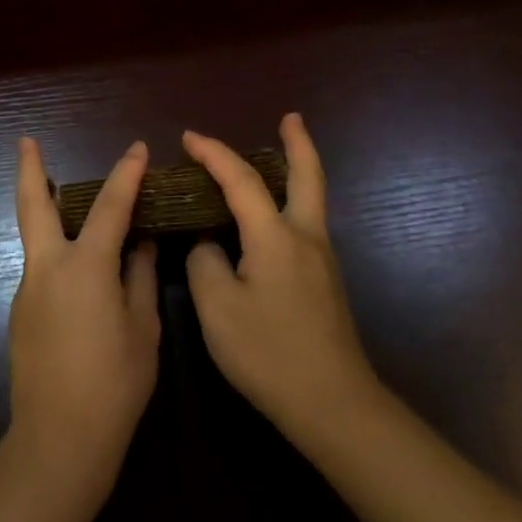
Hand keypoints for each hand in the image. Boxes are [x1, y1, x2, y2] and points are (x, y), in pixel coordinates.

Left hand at [6, 138, 161, 509]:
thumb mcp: (143, 328)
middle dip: (29, 168)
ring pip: (35, 237)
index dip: (126, 174)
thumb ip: (141, 277)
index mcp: (85, 266)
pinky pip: (41, 268)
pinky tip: (80, 272)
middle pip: (33, 205)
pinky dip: (57, 253)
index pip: (109, 206)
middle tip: (26, 140)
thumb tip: (143, 244)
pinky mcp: (21, 312)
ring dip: (45, 211)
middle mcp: (48, 267)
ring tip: (66, 200)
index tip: (137, 149)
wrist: (59, 438)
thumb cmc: (114, 383)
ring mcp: (28, 289)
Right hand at [183, 114, 379, 450]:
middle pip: (307, 176)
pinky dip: (288, 202)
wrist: (334, 405)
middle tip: (291, 117)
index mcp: (275, 237)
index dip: (214, 154)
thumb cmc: (269, 353)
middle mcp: (306, 237)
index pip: (241, 181)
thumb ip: (205, 262)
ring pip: (310, 199)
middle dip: (298, 143)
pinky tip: (268, 219)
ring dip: (295, 170)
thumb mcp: (217, 307)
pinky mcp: (324, 282)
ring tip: (275, 157)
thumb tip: (209, 243)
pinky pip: (304, 224)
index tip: (188, 138)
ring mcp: (322, 260)